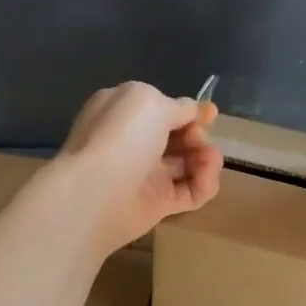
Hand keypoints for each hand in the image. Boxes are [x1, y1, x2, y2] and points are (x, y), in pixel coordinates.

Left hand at [53, 82, 222, 252]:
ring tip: (209, 159)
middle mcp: (134, 142)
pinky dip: (204, 184)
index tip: (209, 115)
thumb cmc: (121, 137)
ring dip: (206, 159)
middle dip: (197, 135)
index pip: (162, 109)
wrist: (96, 193)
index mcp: (125, 112)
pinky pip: (191, 192)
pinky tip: (206, 176)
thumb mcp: (150, 101)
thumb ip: (177, 106)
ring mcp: (146, 174)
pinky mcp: (159, 204)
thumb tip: (194, 111)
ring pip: (188, 164)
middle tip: (197, 139)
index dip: (187, 112)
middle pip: (178, 137)